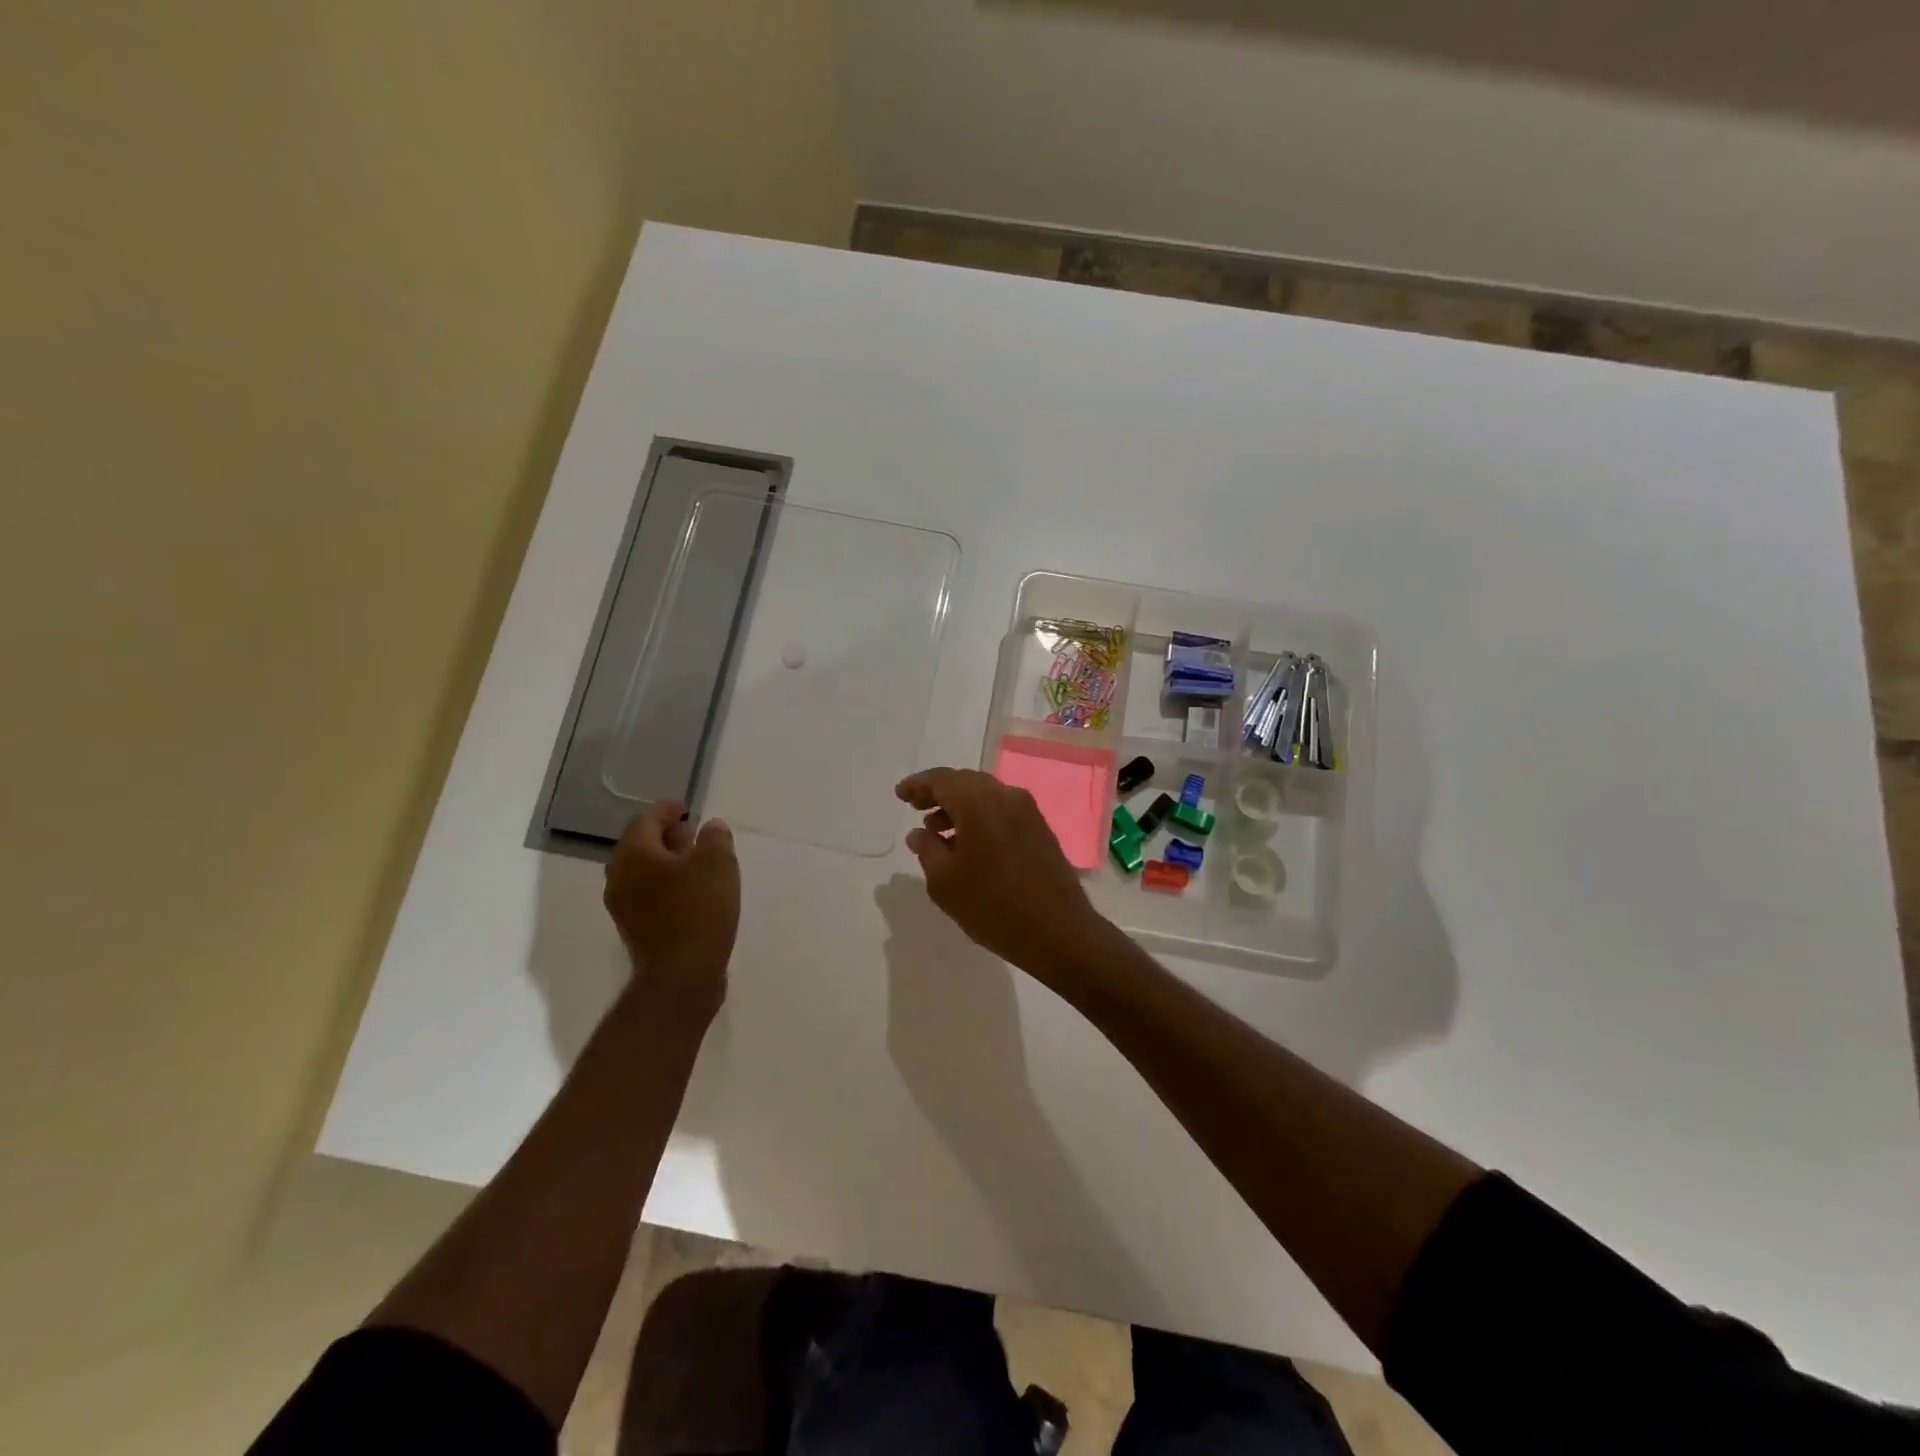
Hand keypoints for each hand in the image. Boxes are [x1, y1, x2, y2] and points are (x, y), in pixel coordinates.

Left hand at [603, 800, 738, 1021]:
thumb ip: (715, 838)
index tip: (686, 807)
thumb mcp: (718, 864)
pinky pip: (649, 894)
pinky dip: (667, 884)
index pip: (646, 820)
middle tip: (692, 832)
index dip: (667, 810)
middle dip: (666, 836)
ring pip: (644, 872)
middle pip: (640, 845)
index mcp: (634, 855)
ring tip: (697, 861)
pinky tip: (693, 891)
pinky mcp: (636, 929)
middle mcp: (620, 877)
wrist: (681, 976)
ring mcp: (624, 907)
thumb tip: (710, 827)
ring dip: (667, 862)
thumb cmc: (698, 910)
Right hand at [895, 767, 1110, 981]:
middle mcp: (1006, 795)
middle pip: (965, 782)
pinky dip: (980, 817)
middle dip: (939, 792)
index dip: (918, 785)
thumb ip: (927, 850)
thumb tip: (919, 833)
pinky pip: (1002, 810)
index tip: (900, 794)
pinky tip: (968, 843)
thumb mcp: (945, 882)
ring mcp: (1028, 811)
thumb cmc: (993, 905)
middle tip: (916, 808)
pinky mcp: (1040, 829)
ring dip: (959, 807)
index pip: (942, 780)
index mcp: (979, 801)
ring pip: (985, 796)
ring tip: (937, 831)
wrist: (1058, 931)